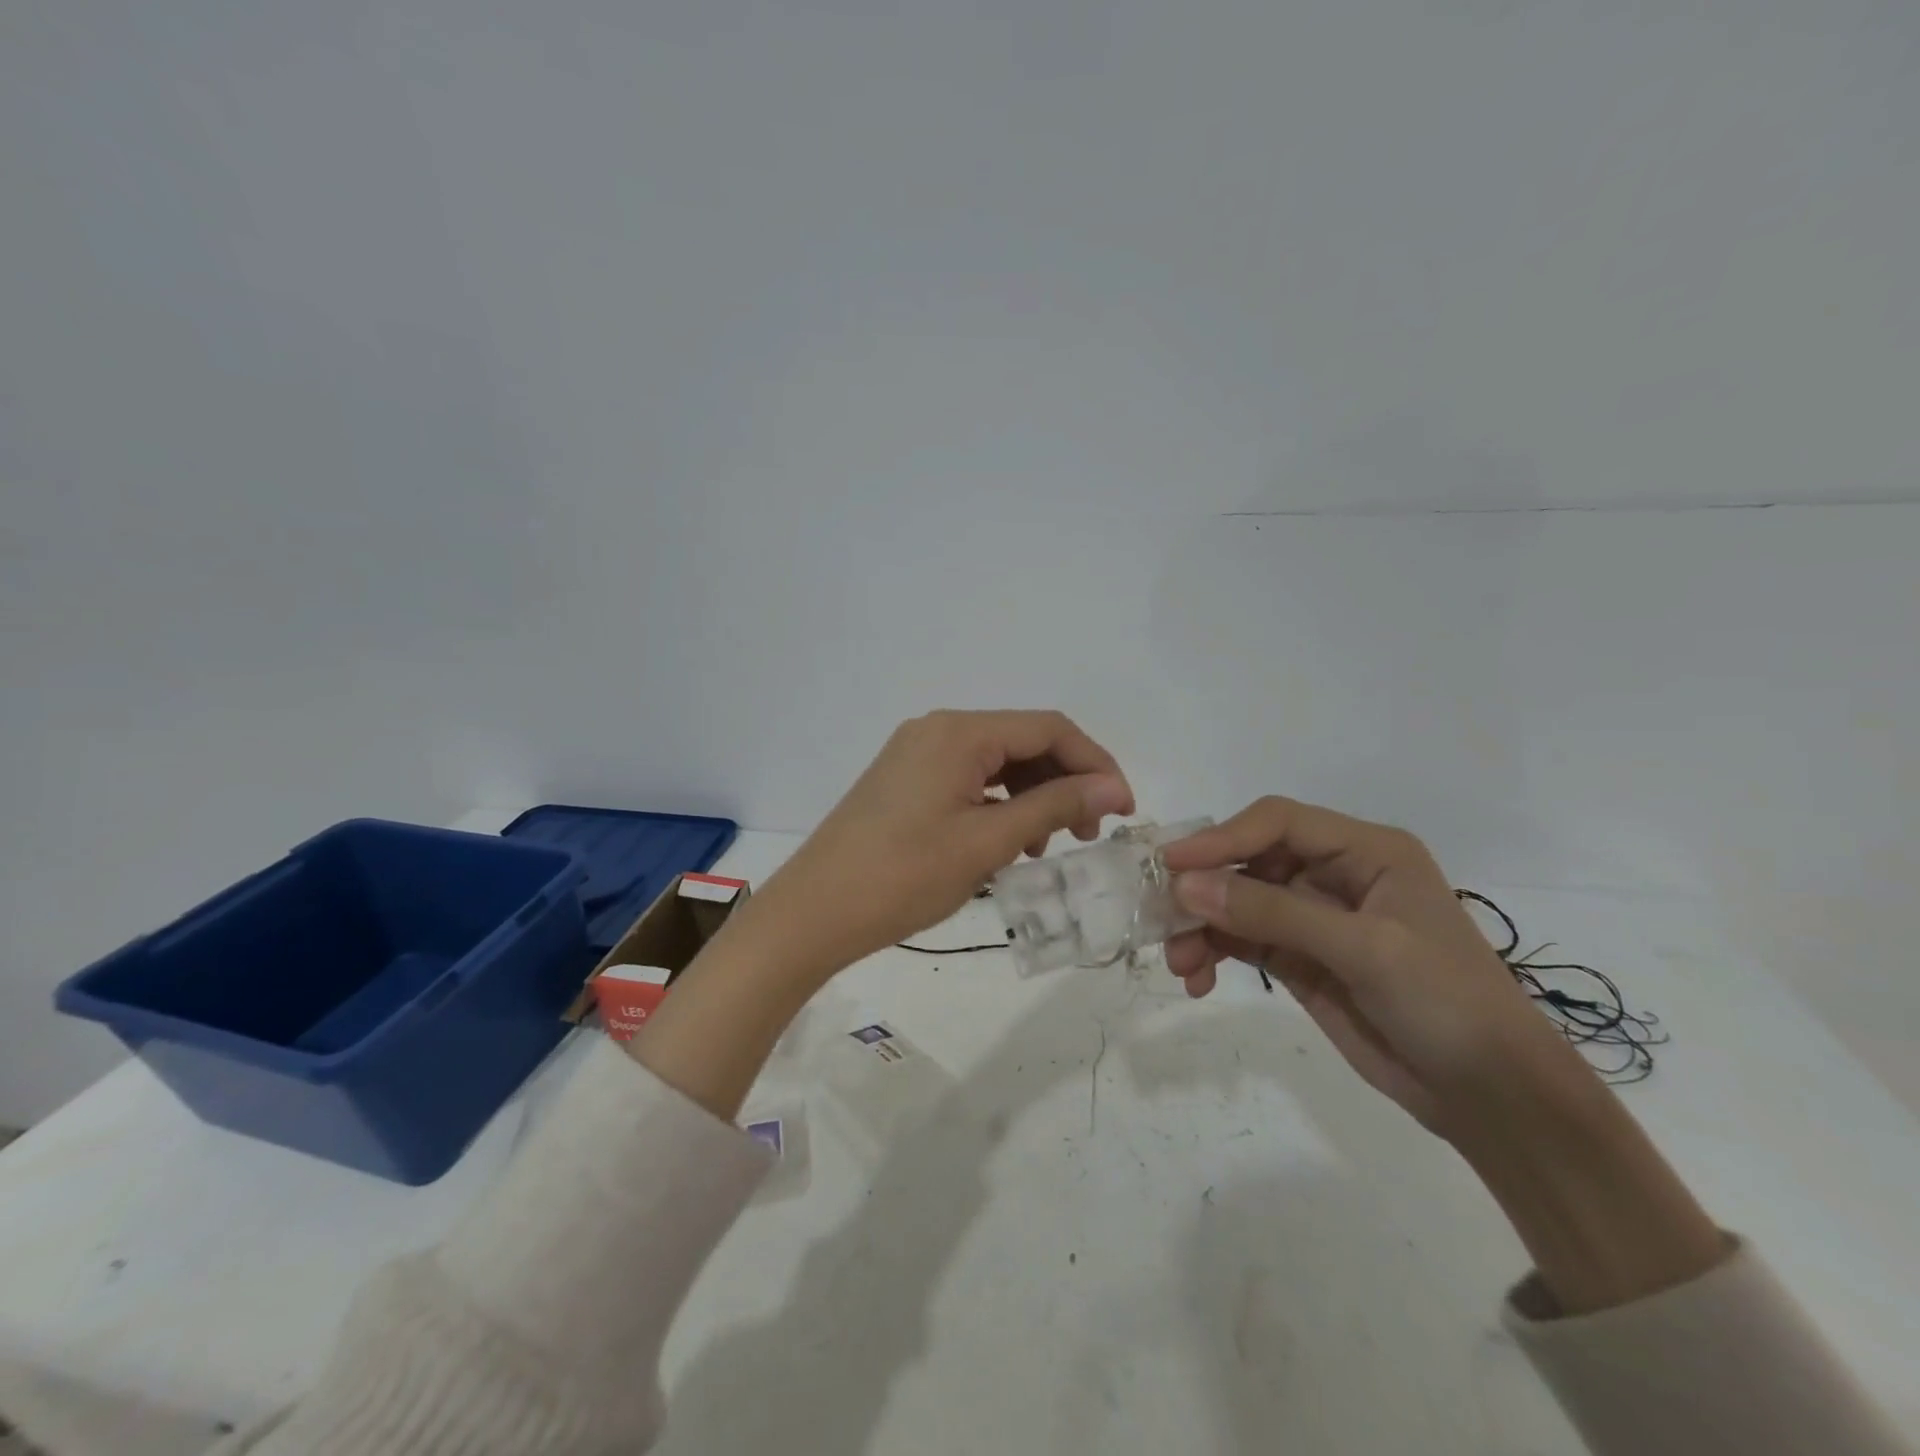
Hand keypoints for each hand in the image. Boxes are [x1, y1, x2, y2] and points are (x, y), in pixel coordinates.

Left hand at [747, 710, 1133, 977]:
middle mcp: (938, 730)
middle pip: (1023, 742)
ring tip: (1043, 847)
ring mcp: (917, 753)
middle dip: (1064, 782)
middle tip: (1085, 834)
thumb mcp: (987, 842)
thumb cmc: (903, 877)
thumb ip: (1054, 806)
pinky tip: (1006, 842)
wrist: (814, 912)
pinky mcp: (905, 780)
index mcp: (959, 732)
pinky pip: (969, 779)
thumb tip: (1113, 787)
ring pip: (997, 763)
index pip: (1049, 728)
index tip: (1122, 809)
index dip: (1095, 763)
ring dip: (1032, 796)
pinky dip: (999, 805)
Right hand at [1161, 796, 1567, 1135]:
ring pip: (1235, 903)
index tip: (1171, 865)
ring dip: (1200, 927)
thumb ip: (1272, 914)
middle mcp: (1332, 874)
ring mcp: (1312, 918)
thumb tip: (1185, 887)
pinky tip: (1197, 980)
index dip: (1222, 837)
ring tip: (1180, 965)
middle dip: (1203, 889)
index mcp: (1364, 851)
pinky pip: (1240, 941)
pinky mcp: (1298, 959)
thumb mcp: (1364, 950)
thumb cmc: (1446, 1002)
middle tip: (1160, 918)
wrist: (1491, 1097)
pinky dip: (1211, 953)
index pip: (1277, 823)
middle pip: (1247, 861)